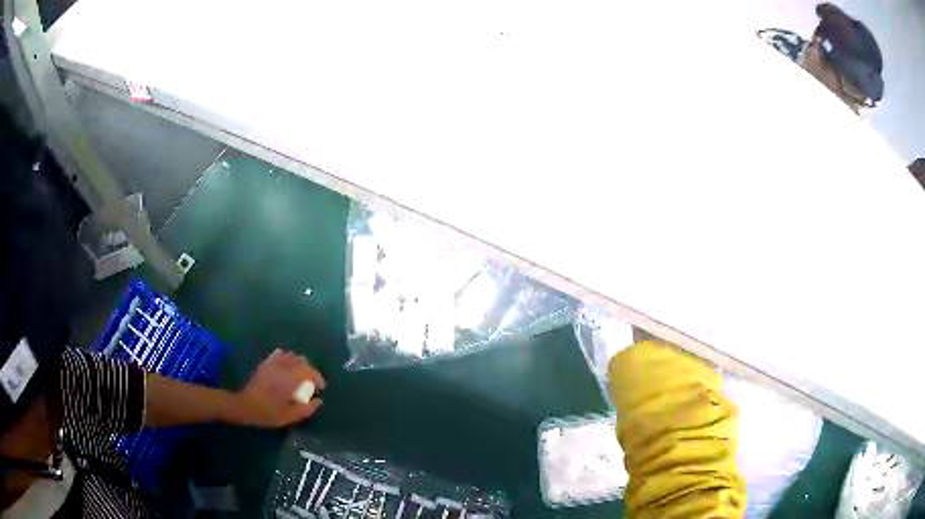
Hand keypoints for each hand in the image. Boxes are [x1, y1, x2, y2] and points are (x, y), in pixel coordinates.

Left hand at [229, 349, 325, 427]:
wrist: (245, 406)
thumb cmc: (268, 413)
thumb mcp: (289, 416)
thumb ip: (306, 409)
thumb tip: (319, 401)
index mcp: (290, 379)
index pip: (310, 372)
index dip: (318, 378)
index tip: (321, 388)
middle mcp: (283, 367)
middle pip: (302, 361)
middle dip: (310, 370)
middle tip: (312, 382)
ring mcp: (273, 364)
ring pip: (292, 356)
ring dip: (299, 363)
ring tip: (301, 375)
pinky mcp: (265, 364)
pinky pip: (279, 354)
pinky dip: (287, 358)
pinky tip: (287, 366)